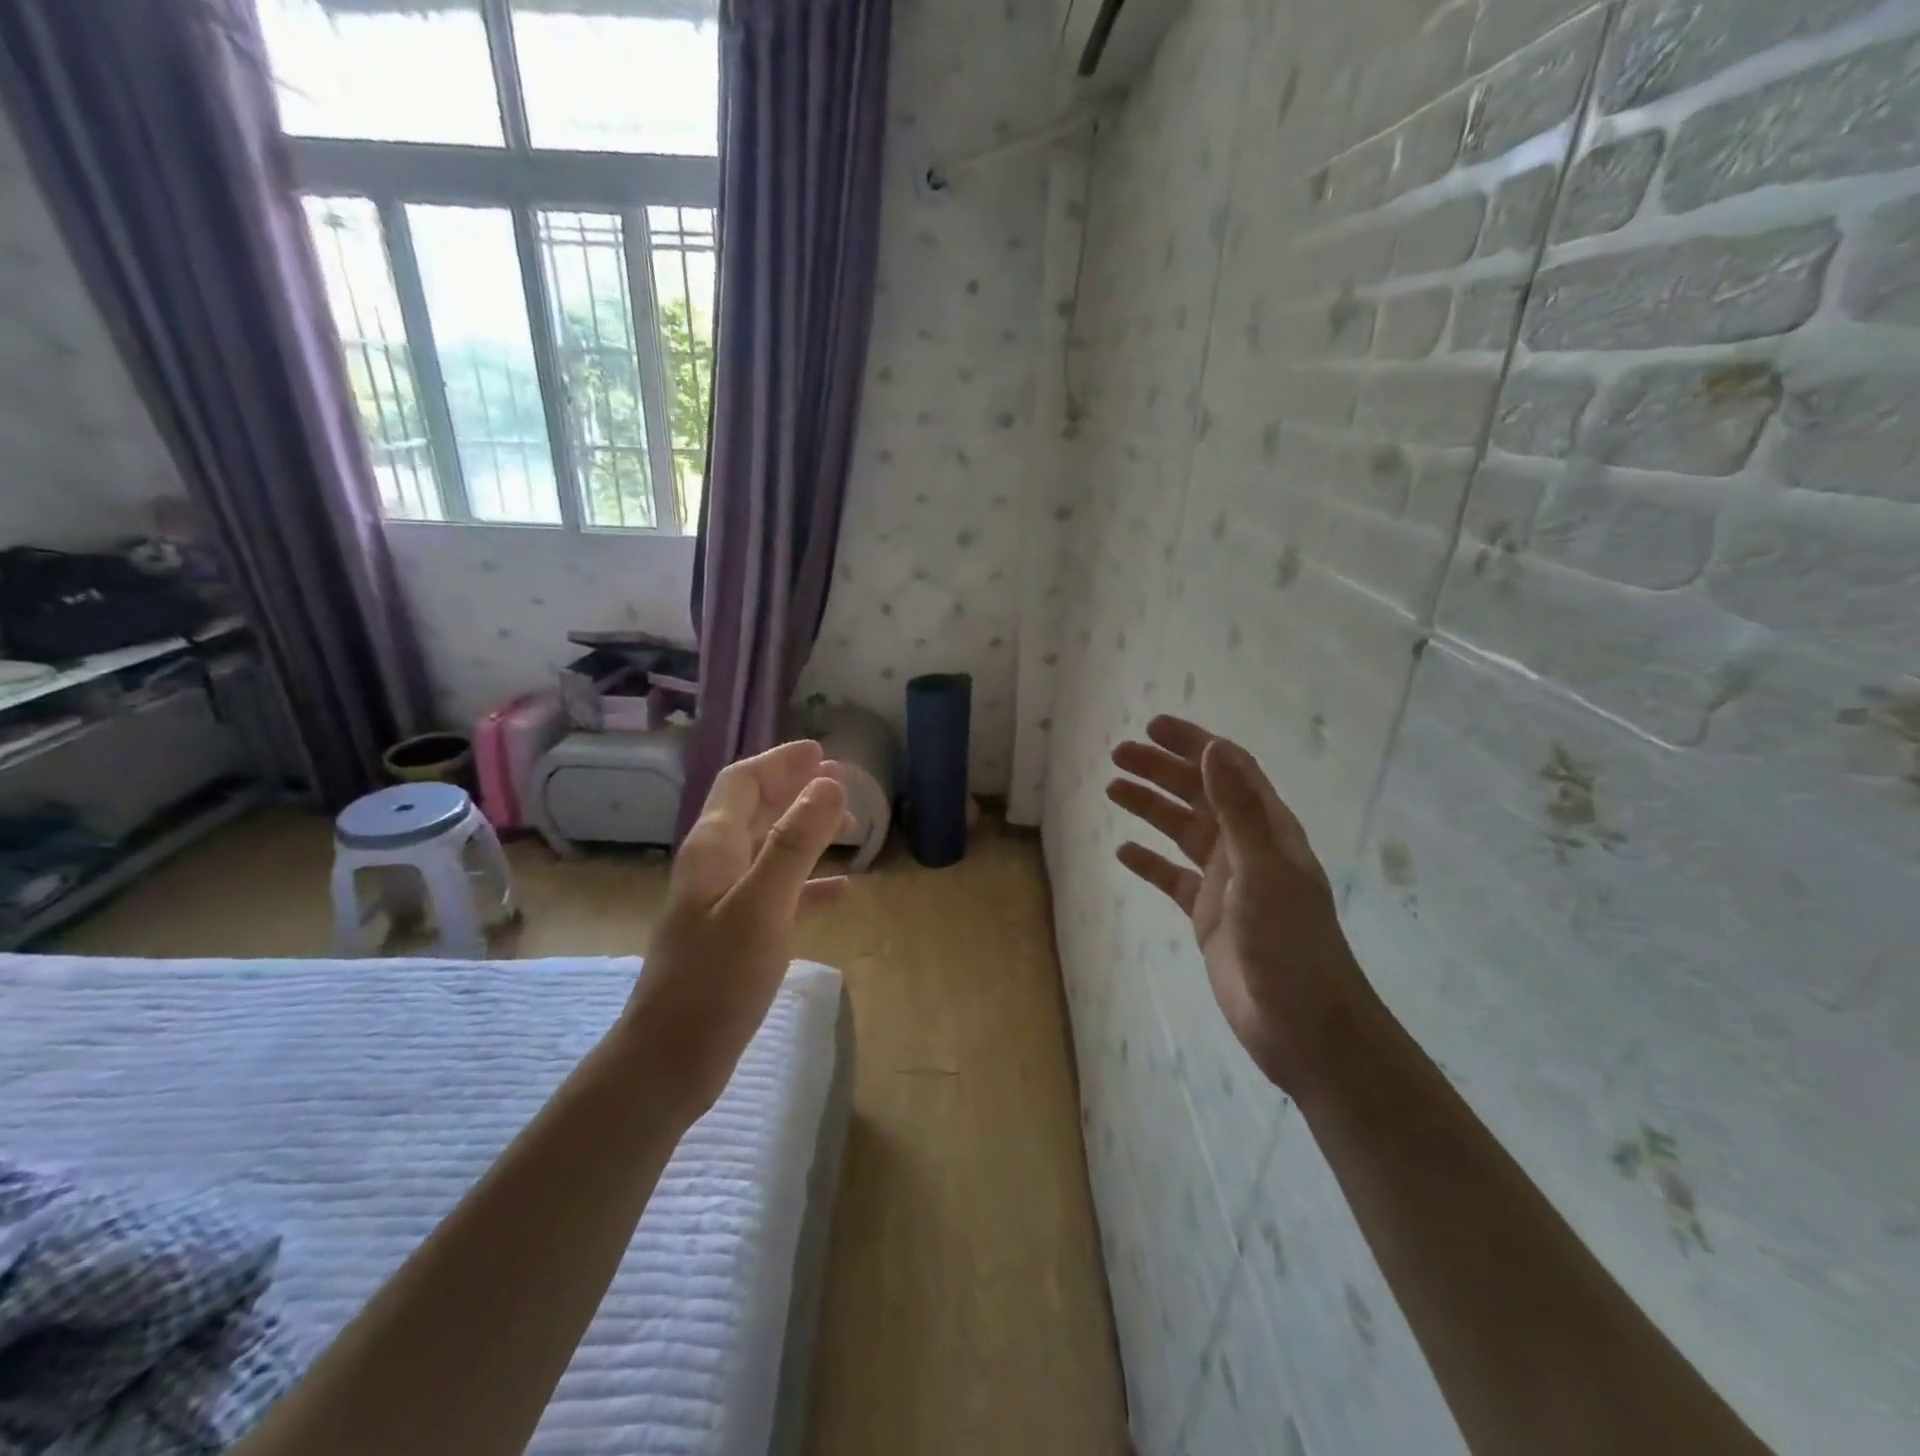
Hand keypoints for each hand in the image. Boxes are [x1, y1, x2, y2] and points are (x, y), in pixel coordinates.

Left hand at [623, 740, 849, 1116]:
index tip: (820, 751)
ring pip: (768, 848)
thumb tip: (829, 783)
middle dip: (795, 790)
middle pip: (755, 809)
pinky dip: (808, 881)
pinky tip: (841, 890)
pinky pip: (777, 891)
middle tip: (842, 783)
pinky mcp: (734, 934)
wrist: (671, 1059)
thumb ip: (795, 843)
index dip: (779, 761)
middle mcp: (715, 865)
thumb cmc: (716, 979)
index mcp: (714, 847)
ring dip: (806, 830)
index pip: (743, 782)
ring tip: (849, 827)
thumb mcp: (762, 905)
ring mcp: (722, 901)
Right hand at [1107, 715, 1369, 1097]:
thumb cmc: (1289, 943)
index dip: (1193, 743)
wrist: (1302, 1026)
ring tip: (1112, 789)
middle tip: (1117, 756)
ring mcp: (1226, 882)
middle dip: (1161, 770)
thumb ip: (1239, 810)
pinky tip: (1123, 851)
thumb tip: (1214, 748)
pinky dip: (1149, 862)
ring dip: (1150, 808)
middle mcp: (1246, 848)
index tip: (1152, 727)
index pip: (1228, 769)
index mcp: (1267, 829)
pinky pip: (1172, 878)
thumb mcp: (1263, 870)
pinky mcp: (1208, 916)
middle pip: (1198, 794)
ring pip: (1181, 832)